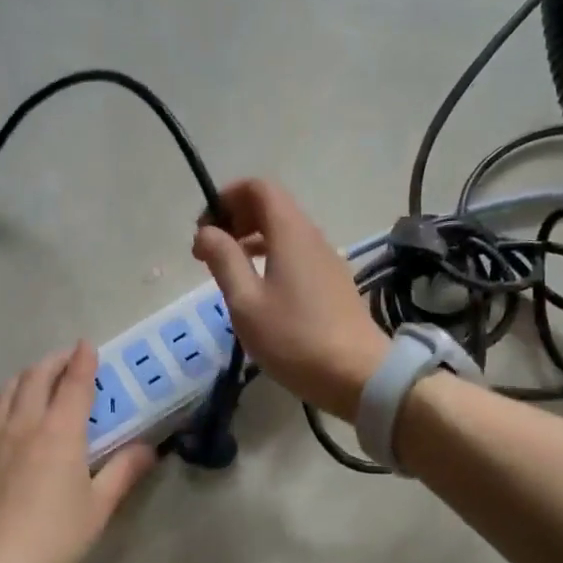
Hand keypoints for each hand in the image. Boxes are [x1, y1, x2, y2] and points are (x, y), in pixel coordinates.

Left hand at [0, 342, 154, 562]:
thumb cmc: (55, 538)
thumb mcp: (99, 506)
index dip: (82, 361)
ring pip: (1, 396)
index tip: (88, 346)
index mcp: (59, 432)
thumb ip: (124, 471)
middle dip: (51, 363)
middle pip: (34, 379)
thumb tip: (149, 449)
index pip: (74, 383)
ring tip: (31, 383)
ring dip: (20, 382)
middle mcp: (21, 425)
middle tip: (64, 361)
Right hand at [192, 179, 388, 420]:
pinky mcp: (333, 283)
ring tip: (227, 271)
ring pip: (284, 232)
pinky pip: (297, 254)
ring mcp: (327, 260)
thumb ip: (224, 260)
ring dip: (251, 240)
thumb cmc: (294, 338)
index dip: (227, 197)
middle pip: (271, 207)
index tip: (205, 229)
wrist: (357, 374)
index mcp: (290, 232)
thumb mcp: (246, 302)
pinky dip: (270, 257)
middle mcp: (312, 237)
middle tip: (209, 252)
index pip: (259, 188)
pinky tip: (258, 290)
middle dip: (235, 219)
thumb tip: (207, 232)